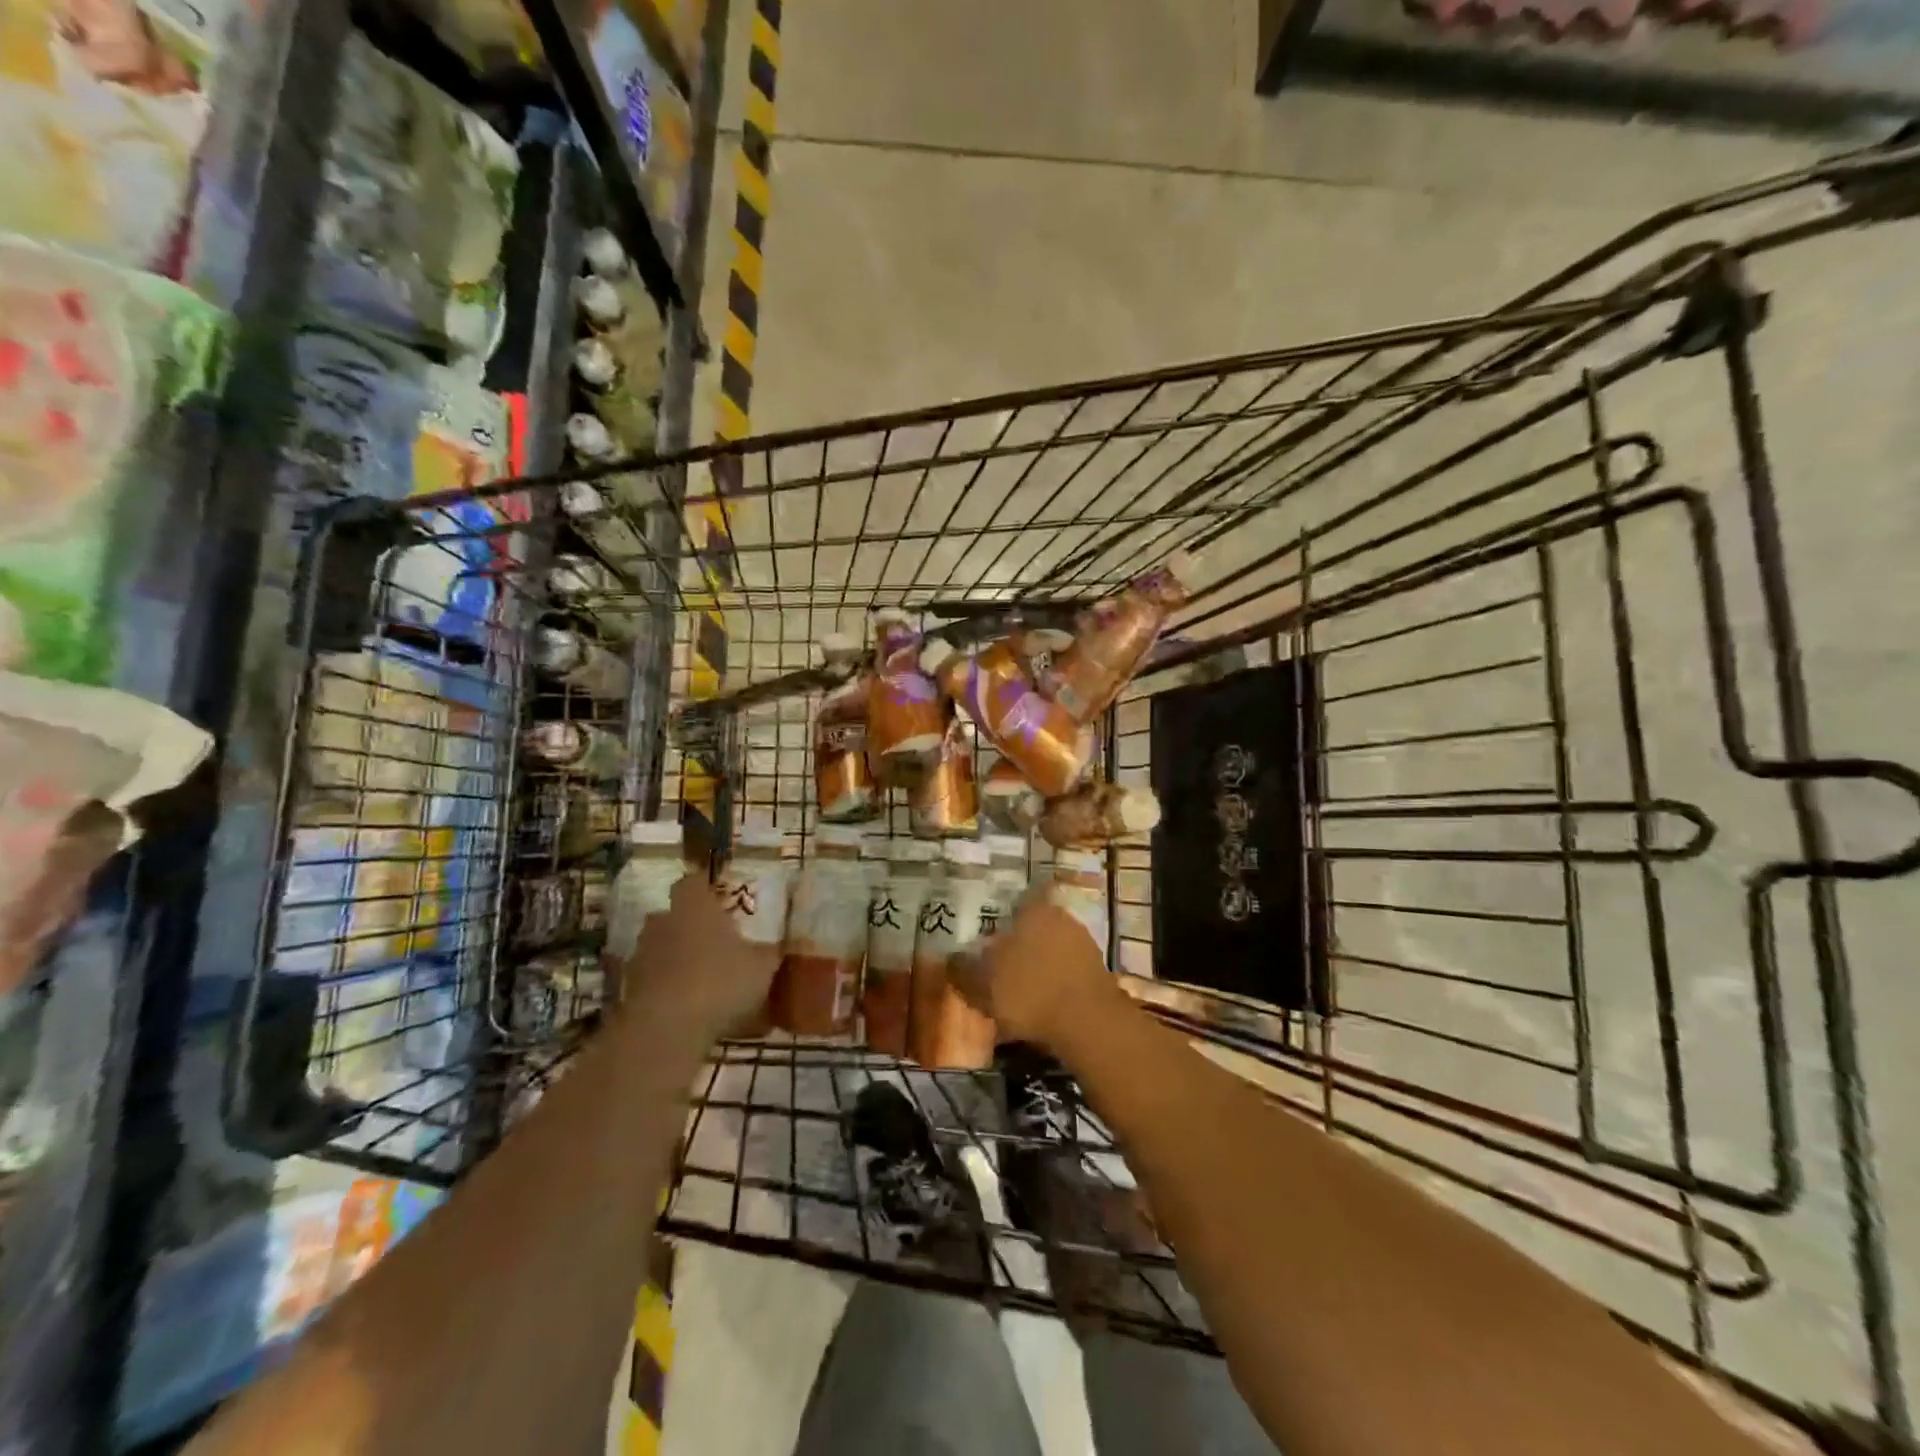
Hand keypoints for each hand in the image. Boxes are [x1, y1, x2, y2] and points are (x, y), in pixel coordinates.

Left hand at [616, 876, 779, 1047]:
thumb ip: (771, 952)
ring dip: (676, 957)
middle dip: (691, 925)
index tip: (720, 899)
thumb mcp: (762, 967)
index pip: (694, 882)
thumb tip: (783, 943)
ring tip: (702, 977)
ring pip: (660, 947)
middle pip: (673, 914)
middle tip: (715, 941)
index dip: (705, 888)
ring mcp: (641, 954)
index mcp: (695, 906)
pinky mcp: (628, 988)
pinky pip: (651, 979)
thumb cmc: (720, 982)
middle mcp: (663, 921)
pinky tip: (686, 1005)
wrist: (665, 1029)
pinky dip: (665, 987)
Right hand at [949, 892, 1121, 1051]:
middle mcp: (1061, 917)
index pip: (1015, 902)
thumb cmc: (1028, 993)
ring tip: (1021, 991)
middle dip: (1020, 944)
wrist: (1089, 1024)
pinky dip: (1056, 984)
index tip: (989, 935)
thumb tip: (949, 959)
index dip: (1001, 917)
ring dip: (1039, 965)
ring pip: (1053, 949)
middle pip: (1034, 925)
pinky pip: (1068, 972)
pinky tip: (1044, 1006)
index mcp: (1033, 910)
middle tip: (1000, 966)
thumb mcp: (981, 986)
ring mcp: (1084, 943)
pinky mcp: (1099, 971)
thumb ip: (962, 971)